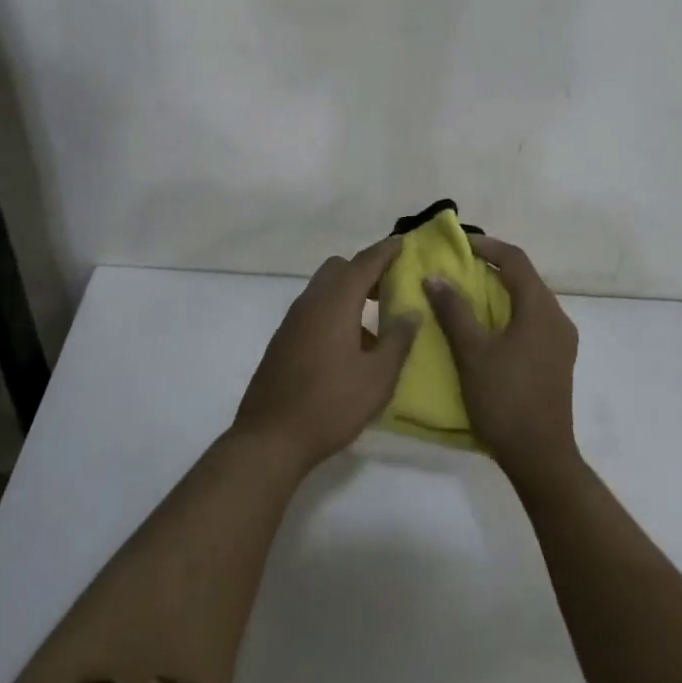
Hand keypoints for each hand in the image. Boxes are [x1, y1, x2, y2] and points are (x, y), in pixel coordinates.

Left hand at [233, 237, 416, 471]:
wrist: (269, 439)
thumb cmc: (330, 405)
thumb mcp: (377, 377)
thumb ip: (398, 340)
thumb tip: (411, 312)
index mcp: (335, 303)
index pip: (364, 263)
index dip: (385, 251)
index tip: (403, 243)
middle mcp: (311, 302)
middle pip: (339, 269)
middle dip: (365, 270)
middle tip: (391, 287)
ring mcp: (292, 321)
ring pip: (324, 289)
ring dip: (349, 293)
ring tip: (375, 321)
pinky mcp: (283, 340)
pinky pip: (314, 310)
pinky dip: (334, 311)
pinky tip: (349, 346)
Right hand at [423, 236, 579, 488]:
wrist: (541, 458)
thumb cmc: (505, 399)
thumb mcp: (472, 353)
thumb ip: (454, 311)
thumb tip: (435, 277)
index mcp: (540, 309)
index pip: (515, 260)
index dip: (487, 246)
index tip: (458, 245)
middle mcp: (557, 318)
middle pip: (525, 278)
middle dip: (492, 267)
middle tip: (458, 267)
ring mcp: (561, 341)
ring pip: (529, 300)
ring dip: (500, 291)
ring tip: (467, 294)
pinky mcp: (558, 360)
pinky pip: (533, 321)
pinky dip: (509, 312)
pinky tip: (487, 327)